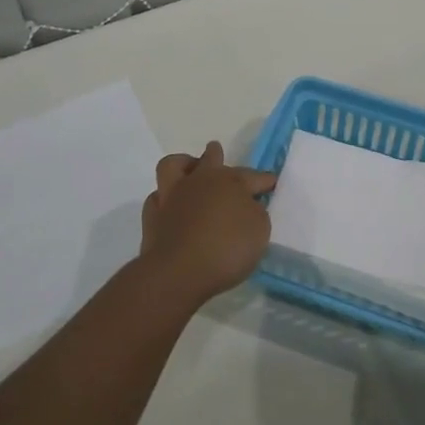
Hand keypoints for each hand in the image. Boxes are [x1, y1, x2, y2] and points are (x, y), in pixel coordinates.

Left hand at [138, 141, 275, 307]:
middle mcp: (200, 181)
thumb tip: (246, 206)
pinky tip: (171, 206)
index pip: (253, 176)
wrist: (178, 271)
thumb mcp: (258, 231)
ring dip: (184, 165)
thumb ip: (255, 213)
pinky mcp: (152, 215)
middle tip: (217, 153)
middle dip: (216, 156)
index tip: (272, 182)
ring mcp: (173, 195)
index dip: (264, 180)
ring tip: (189, 170)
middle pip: (210, 160)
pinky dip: (165, 198)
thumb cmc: (226, 249)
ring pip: (174, 166)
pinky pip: (158, 197)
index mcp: (230, 182)